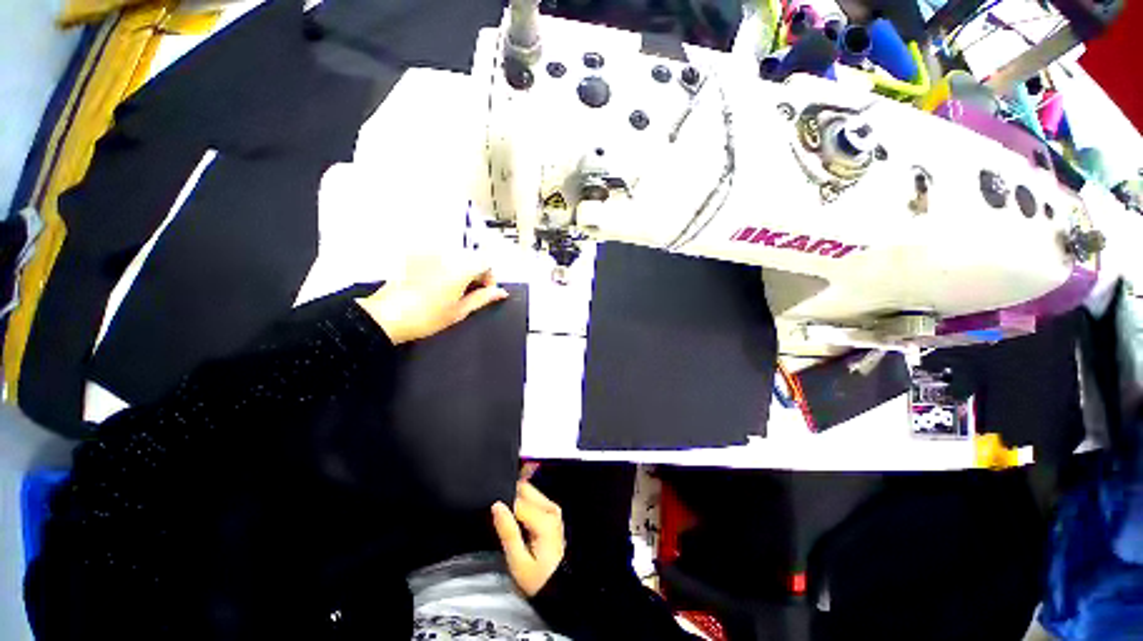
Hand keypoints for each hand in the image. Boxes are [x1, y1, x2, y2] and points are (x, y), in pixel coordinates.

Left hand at [356, 254, 508, 343]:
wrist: (386, 317)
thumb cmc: (425, 317)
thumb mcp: (460, 311)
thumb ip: (483, 298)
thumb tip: (500, 292)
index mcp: (460, 267)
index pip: (486, 263)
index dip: (489, 278)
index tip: (483, 292)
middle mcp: (445, 254)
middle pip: (471, 257)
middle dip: (475, 273)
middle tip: (468, 294)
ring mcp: (428, 252)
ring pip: (455, 256)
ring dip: (460, 269)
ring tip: (450, 290)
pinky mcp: (414, 254)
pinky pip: (438, 257)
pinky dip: (443, 267)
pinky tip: (435, 284)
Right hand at [492, 481, 565, 596]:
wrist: (560, 587)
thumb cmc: (538, 580)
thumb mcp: (518, 563)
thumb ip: (507, 532)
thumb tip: (496, 506)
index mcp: (544, 519)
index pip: (517, 501)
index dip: (503, 509)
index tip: (495, 521)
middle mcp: (551, 508)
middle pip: (524, 490)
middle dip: (509, 500)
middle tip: (501, 522)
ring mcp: (553, 508)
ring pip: (528, 491)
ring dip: (516, 501)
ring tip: (509, 524)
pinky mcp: (552, 511)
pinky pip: (533, 498)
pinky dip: (522, 505)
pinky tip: (518, 522)